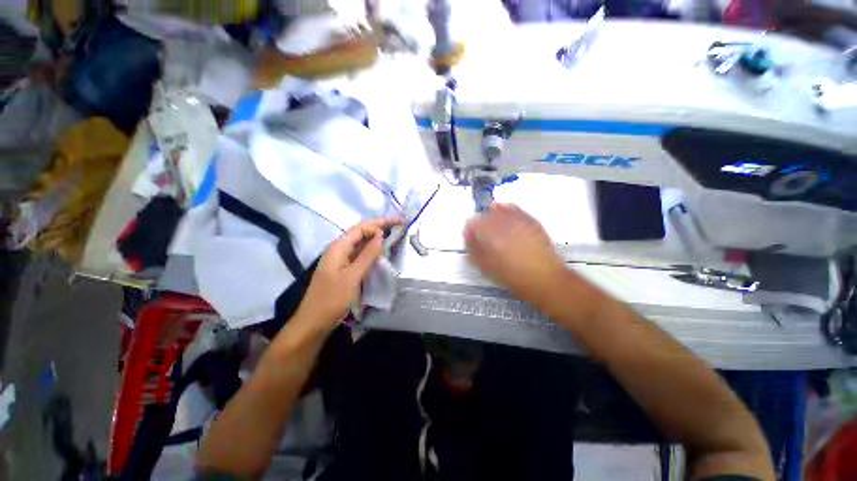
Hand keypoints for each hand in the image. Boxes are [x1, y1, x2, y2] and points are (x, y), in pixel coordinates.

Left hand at [296, 218, 401, 331]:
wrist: (314, 322)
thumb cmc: (332, 299)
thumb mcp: (353, 276)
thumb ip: (367, 254)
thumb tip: (380, 234)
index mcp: (338, 247)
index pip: (362, 227)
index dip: (381, 222)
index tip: (399, 222)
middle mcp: (339, 249)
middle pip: (361, 232)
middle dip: (380, 227)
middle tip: (399, 226)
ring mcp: (341, 259)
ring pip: (361, 243)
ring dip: (376, 238)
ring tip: (394, 235)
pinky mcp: (344, 269)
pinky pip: (359, 254)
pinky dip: (371, 250)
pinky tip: (381, 252)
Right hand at [464, 203, 565, 301]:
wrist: (544, 279)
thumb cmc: (513, 276)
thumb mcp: (487, 266)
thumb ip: (474, 248)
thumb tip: (467, 234)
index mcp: (491, 237)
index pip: (474, 222)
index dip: (470, 228)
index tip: (471, 235)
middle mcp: (505, 225)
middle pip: (486, 214)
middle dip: (481, 222)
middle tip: (482, 233)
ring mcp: (519, 221)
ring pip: (500, 210)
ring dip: (493, 215)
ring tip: (494, 225)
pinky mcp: (531, 221)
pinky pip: (515, 209)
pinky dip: (507, 209)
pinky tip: (505, 213)